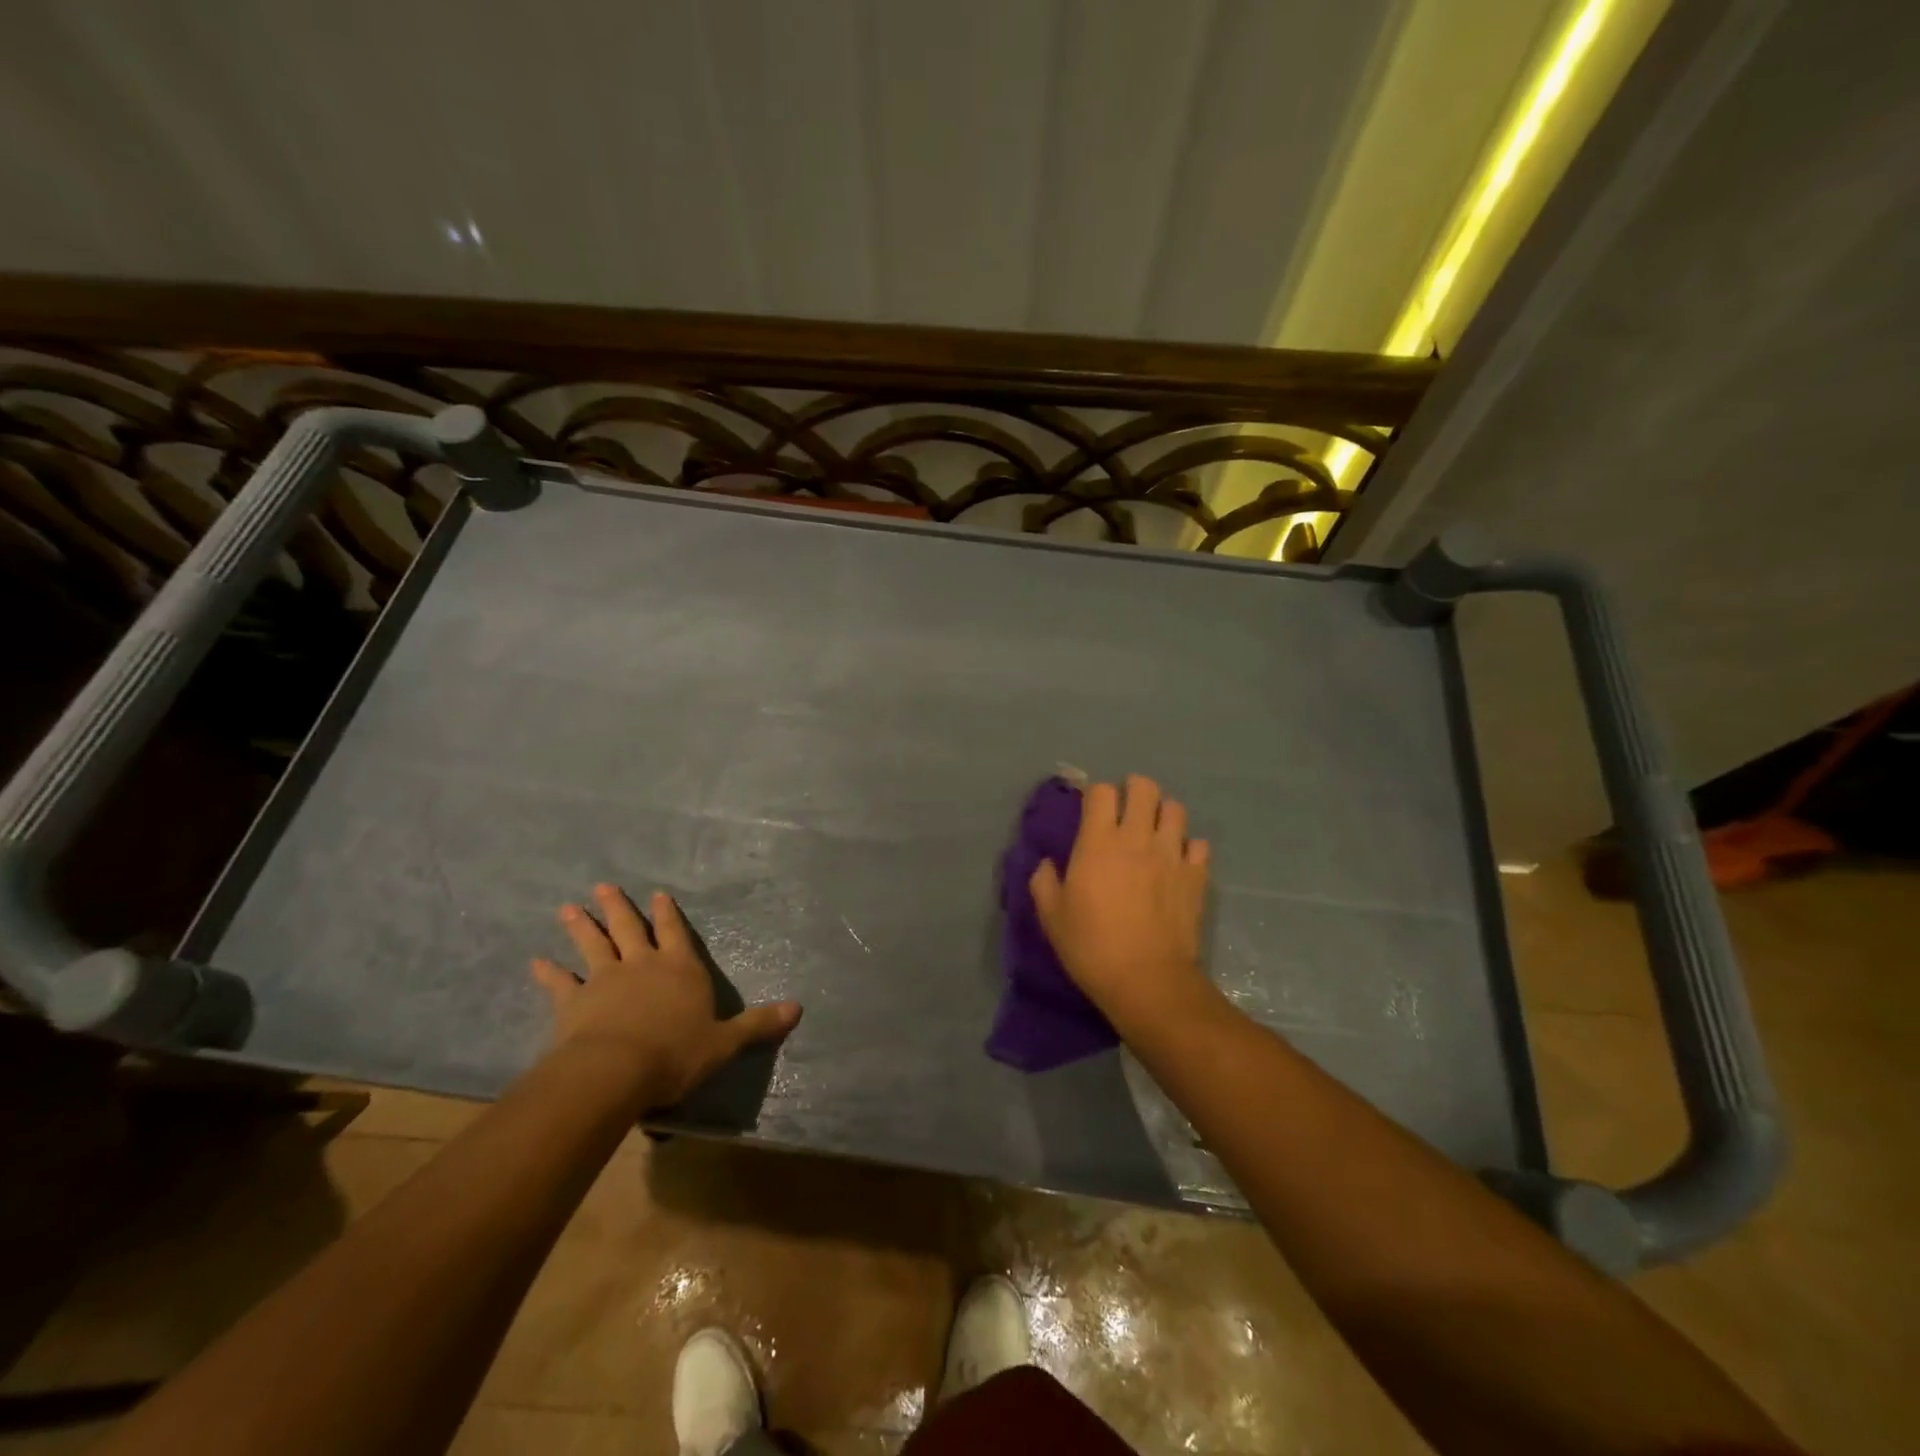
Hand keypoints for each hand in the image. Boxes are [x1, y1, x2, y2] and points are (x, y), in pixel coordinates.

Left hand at [531, 883, 800, 1109]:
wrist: (616, 1071)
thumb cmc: (676, 1053)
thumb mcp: (725, 1042)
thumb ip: (758, 1024)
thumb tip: (799, 1009)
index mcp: (680, 969)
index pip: (675, 933)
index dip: (667, 914)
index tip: (657, 895)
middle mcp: (643, 966)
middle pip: (630, 929)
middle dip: (619, 907)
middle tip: (604, 886)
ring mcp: (605, 981)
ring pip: (594, 946)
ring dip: (582, 927)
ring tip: (569, 907)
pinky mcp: (573, 1004)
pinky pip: (559, 984)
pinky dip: (548, 973)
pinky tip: (536, 961)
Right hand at [1029, 774, 1214, 1033]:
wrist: (1147, 980)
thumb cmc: (1092, 947)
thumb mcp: (1052, 917)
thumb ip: (1044, 882)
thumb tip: (1046, 864)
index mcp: (1098, 842)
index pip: (1101, 791)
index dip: (1095, 795)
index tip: (1090, 811)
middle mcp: (1137, 838)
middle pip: (1144, 787)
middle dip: (1133, 790)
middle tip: (1125, 811)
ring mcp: (1171, 854)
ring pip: (1175, 809)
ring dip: (1162, 814)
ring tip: (1153, 832)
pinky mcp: (1196, 876)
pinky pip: (1198, 845)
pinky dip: (1188, 847)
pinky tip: (1177, 862)